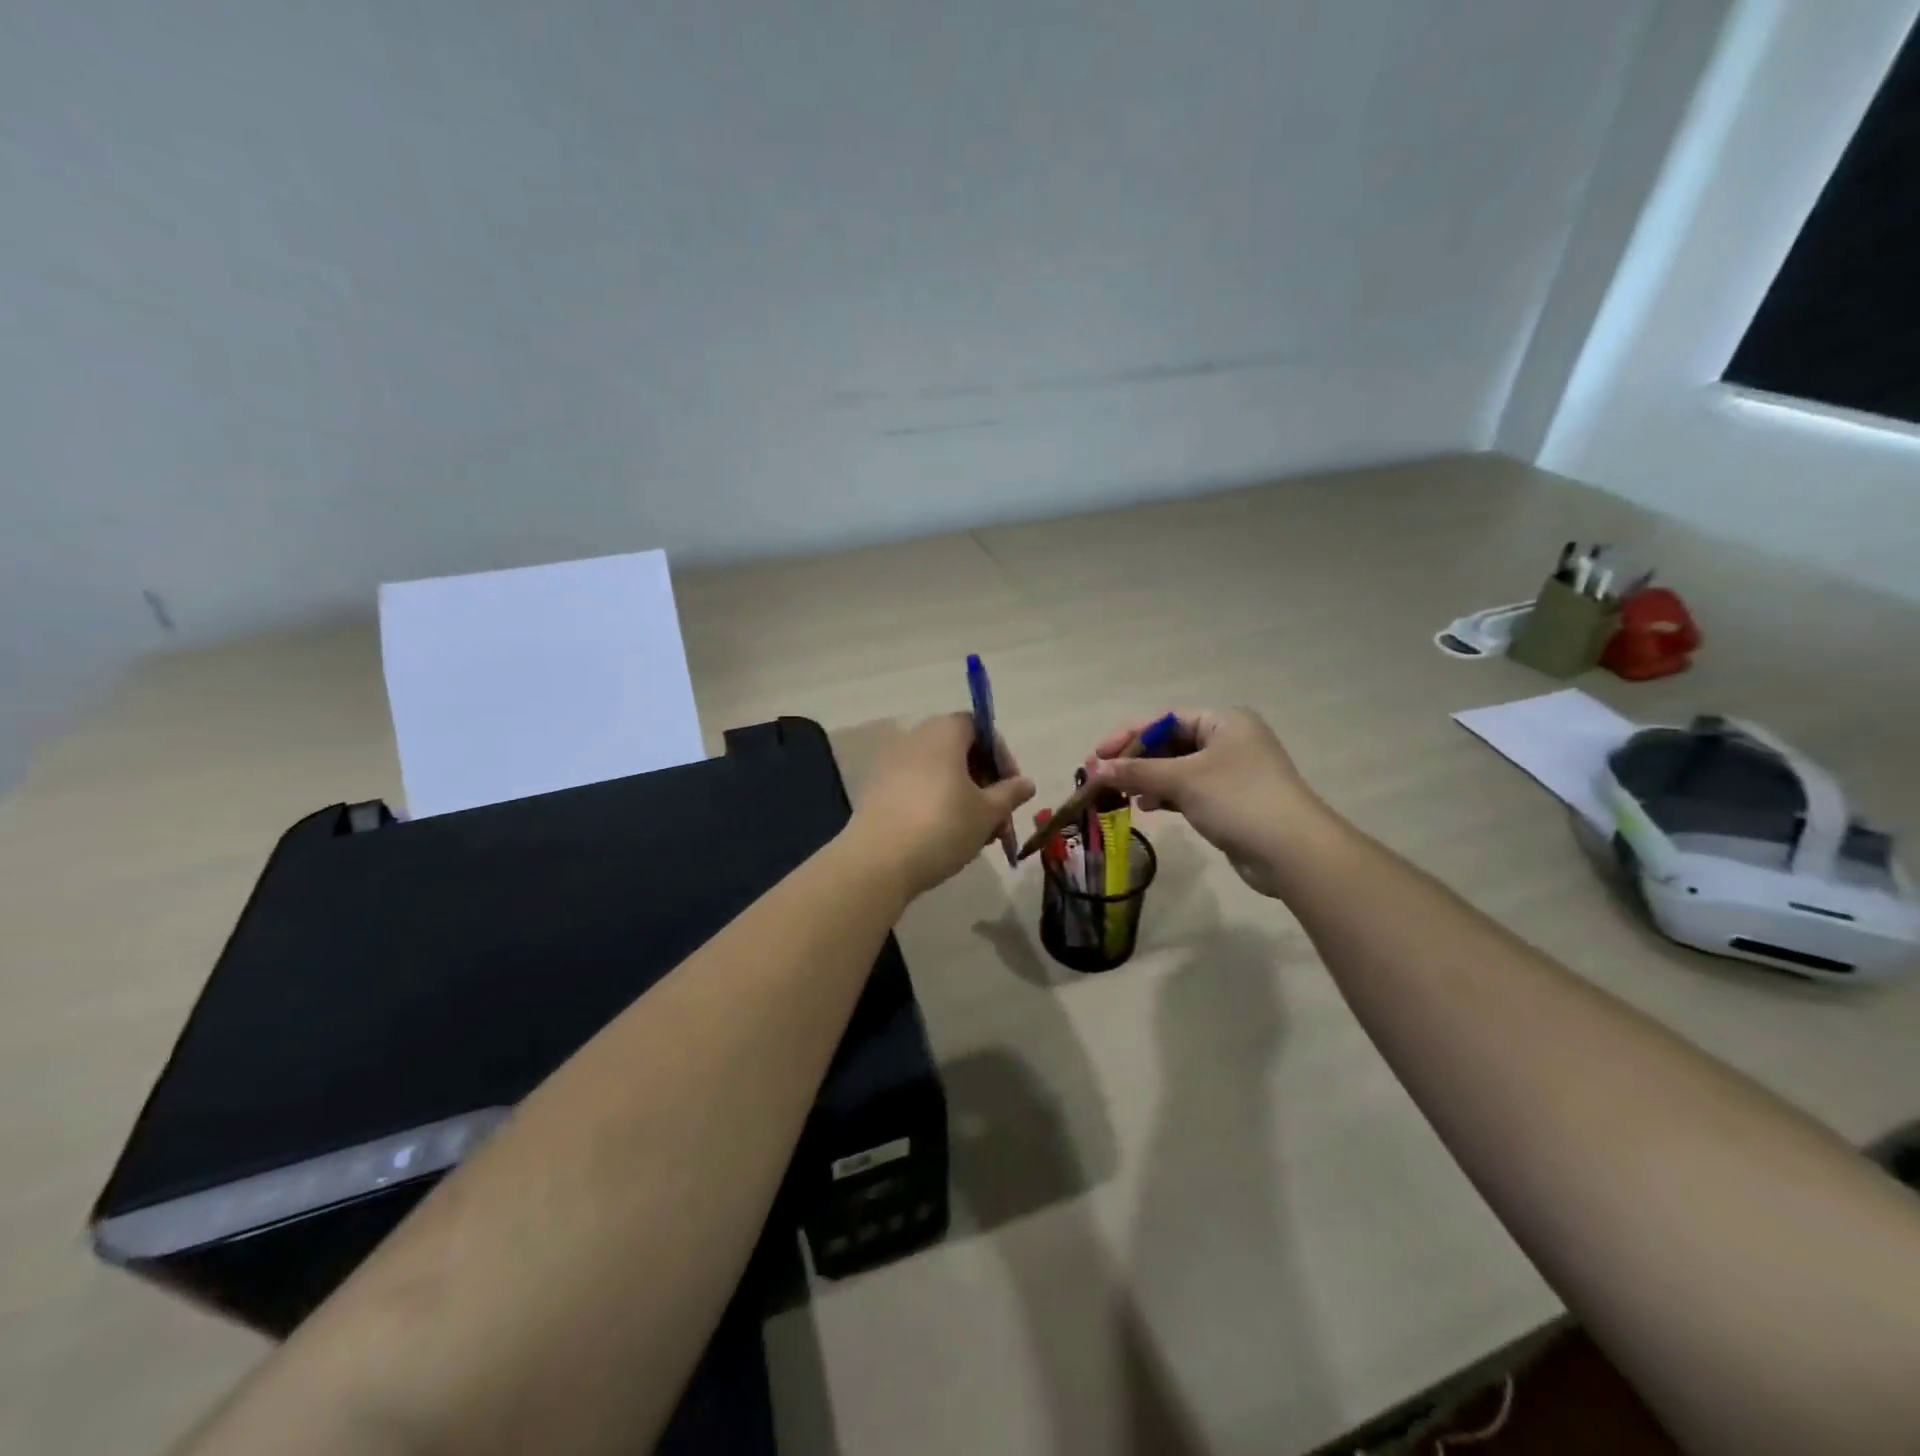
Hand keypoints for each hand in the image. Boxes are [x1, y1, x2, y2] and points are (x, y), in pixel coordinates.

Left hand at [847, 714, 1035, 900]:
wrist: (877, 862)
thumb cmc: (942, 827)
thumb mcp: (987, 812)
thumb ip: (1010, 793)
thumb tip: (1026, 783)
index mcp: (943, 733)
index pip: (979, 727)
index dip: (1001, 755)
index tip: (1012, 789)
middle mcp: (915, 739)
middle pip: (959, 750)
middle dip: (985, 782)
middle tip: (999, 817)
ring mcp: (892, 765)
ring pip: (940, 773)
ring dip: (963, 797)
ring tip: (978, 834)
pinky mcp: (878, 791)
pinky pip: (917, 788)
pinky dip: (937, 804)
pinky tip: (948, 837)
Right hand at [1088, 707, 1327, 896]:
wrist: (1292, 851)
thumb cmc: (1237, 799)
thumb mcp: (1183, 779)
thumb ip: (1137, 771)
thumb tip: (1094, 769)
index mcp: (1223, 721)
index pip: (1163, 719)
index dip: (1127, 735)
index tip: (1096, 756)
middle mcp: (1228, 739)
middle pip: (1169, 742)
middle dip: (1134, 760)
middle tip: (1101, 777)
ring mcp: (1230, 771)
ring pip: (1176, 768)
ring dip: (1146, 779)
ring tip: (1119, 795)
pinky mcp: (1229, 800)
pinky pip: (1188, 790)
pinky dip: (1165, 795)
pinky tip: (1145, 806)